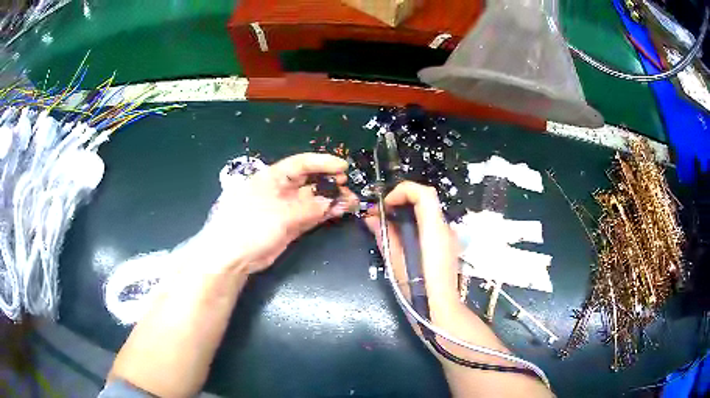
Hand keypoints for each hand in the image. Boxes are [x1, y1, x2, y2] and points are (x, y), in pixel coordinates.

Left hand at [194, 153, 357, 274]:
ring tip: (352, 201)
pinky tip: (340, 211)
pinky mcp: (288, 226)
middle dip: (329, 182)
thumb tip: (334, 202)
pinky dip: (324, 214)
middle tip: (349, 187)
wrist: (232, 257)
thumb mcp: (280, 214)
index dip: (322, 163)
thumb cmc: (249, 226)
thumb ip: (309, 208)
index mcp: (272, 177)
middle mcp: (279, 190)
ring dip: (330, 200)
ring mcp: (284, 209)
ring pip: (312, 200)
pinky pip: (310, 216)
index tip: (343, 167)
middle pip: (308, 181)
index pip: (300, 164)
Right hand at [363, 181, 463, 324]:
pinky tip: (401, 238)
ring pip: (427, 211)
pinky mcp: (447, 245)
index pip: (424, 193)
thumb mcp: (396, 264)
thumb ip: (385, 236)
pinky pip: (430, 224)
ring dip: (407, 211)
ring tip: (387, 226)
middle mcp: (445, 229)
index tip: (385, 205)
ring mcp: (448, 237)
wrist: (442, 312)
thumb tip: (371, 218)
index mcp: (434, 231)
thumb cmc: (418, 291)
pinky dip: (414, 223)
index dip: (403, 191)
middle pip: (425, 199)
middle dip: (401, 200)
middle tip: (381, 214)